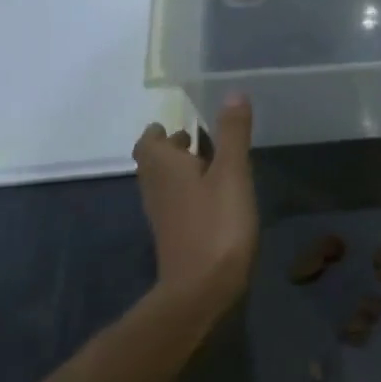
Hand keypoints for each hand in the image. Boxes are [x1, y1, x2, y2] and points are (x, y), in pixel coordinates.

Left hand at [134, 95, 257, 312]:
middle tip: (197, 137)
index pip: (148, 142)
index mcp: (164, 167)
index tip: (178, 124)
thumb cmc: (216, 223)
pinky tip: (215, 195)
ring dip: (181, 170)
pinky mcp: (176, 236)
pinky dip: (189, 192)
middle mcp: (156, 188)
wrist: (201, 289)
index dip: (159, 132)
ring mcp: (164, 215)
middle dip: (172, 148)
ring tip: (211, 162)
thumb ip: (232, 133)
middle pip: (154, 162)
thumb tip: (233, 92)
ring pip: (165, 184)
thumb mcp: (232, 172)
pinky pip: (177, 203)